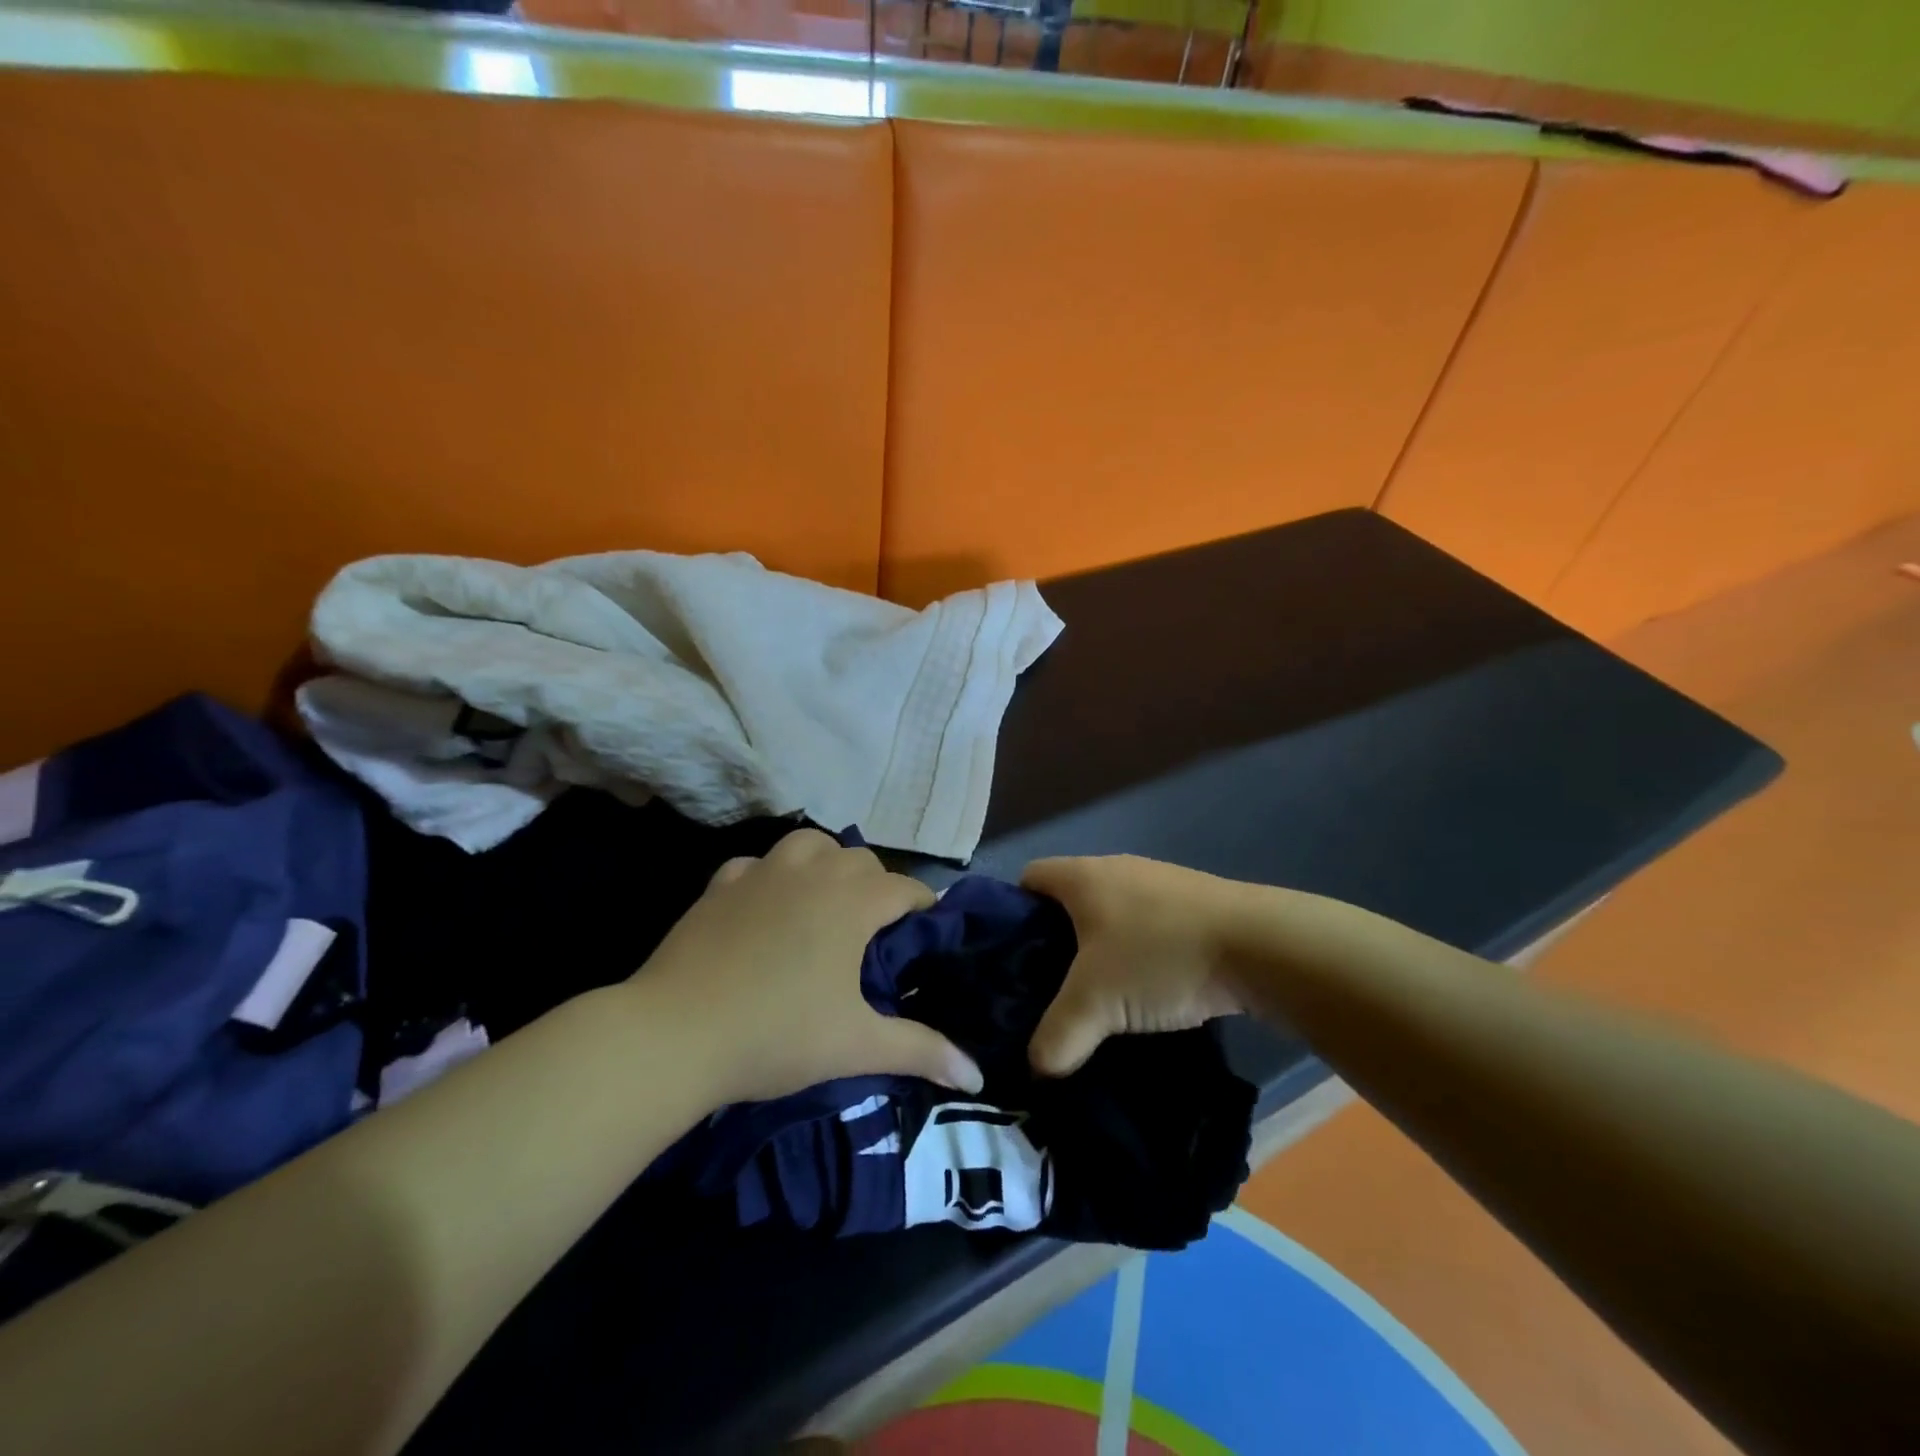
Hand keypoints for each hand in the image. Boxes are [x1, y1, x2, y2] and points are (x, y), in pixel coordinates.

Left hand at [635, 829, 982, 1102]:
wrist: (676, 1033)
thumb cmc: (777, 1036)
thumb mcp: (856, 1046)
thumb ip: (921, 1052)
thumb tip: (976, 1075)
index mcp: (852, 903)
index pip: (904, 888)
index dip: (923, 906)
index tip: (927, 930)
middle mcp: (813, 873)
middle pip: (861, 860)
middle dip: (877, 885)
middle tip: (874, 931)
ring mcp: (763, 873)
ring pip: (810, 844)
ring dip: (826, 864)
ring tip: (824, 901)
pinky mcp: (721, 884)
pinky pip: (758, 864)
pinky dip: (771, 876)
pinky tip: (765, 906)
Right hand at [1023, 856, 1250, 1076]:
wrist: (1259, 945)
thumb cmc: (1160, 957)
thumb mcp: (1097, 1002)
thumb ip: (1057, 1036)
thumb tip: (1037, 1069)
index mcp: (1082, 876)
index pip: (1028, 878)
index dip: (1010, 914)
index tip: (1010, 959)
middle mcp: (1115, 869)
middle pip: (1066, 900)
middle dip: (1053, 942)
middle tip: (1047, 989)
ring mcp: (1157, 883)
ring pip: (1108, 916)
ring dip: (1098, 952)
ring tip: (1096, 998)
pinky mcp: (1192, 905)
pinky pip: (1145, 926)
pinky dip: (1135, 955)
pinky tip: (1145, 992)